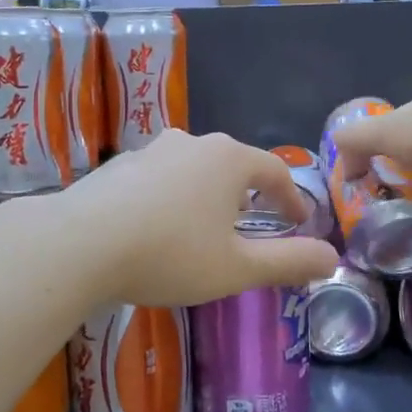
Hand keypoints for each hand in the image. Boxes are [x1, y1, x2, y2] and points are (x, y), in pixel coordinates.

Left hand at [52, 130, 339, 306]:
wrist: (78, 244)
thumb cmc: (169, 254)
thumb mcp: (236, 267)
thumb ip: (288, 262)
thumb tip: (332, 258)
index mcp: (228, 160)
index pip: (274, 170)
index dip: (291, 197)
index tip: (298, 221)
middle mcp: (191, 143)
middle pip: (232, 165)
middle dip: (247, 193)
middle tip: (252, 223)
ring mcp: (148, 151)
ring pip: (191, 169)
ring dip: (205, 195)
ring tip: (203, 227)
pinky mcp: (115, 167)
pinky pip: (156, 179)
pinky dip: (168, 198)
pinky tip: (155, 227)